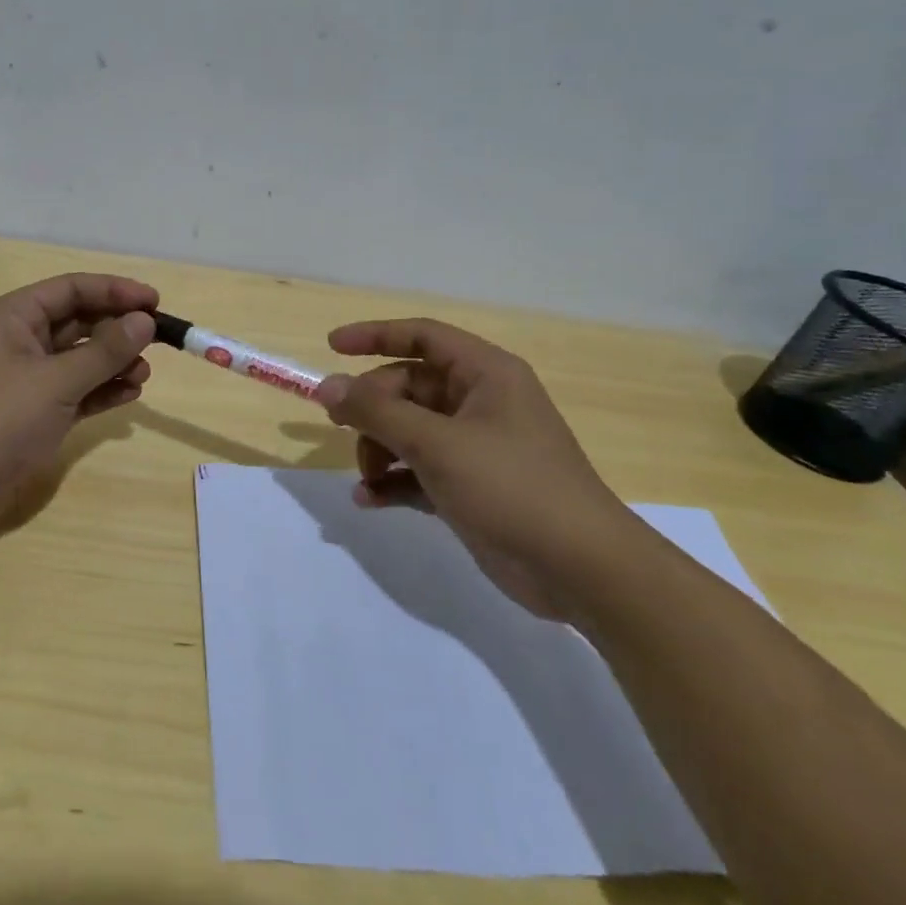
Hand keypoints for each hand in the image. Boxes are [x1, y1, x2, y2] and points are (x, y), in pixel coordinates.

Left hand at [0, 274, 158, 560]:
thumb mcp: (55, 381)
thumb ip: (103, 351)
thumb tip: (144, 321)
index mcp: (15, 317)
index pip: (72, 289)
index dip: (115, 291)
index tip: (155, 302)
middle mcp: (21, 341)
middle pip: (79, 322)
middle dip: (118, 329)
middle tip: (158, 341)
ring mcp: (29, 380)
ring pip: (81, 359)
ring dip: (114, 362)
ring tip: (144, 375)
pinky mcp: (36, 414)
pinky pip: (78, 391)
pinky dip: (103, 391)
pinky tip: (129, 395)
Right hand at [316, 318, 641, 621]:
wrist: (579, 569)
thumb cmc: (511, 487)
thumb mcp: (437, 443)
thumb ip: (376, 412)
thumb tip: (327, 387)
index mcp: (485, 374)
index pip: (423, 337)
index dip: (375, 335)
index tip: (331, 347)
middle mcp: (479, 403)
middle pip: (408, 387)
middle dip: (373, 409)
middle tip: (341, 427)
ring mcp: (474, 447)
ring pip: (409, 430)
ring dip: (379, 449)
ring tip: (367, 477)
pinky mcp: (469, 487)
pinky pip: (418, 471)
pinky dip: (393, 481)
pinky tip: (368, 500)